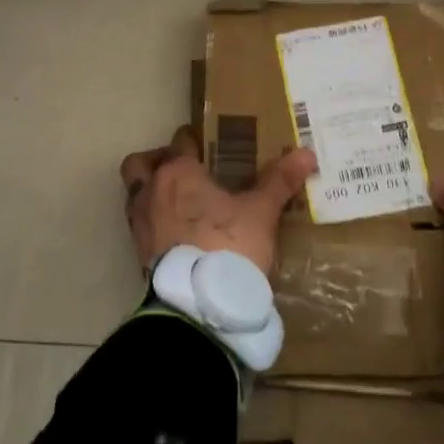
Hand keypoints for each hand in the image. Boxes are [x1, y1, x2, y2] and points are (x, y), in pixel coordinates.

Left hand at [120, 126, 318, 272]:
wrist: (200, 304)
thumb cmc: (228, 244)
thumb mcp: (261, 212)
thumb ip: (279, 180)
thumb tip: (307, 153)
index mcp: (178, 172)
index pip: (180, 141)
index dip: (194, 140)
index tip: (208, 145)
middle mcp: (151, 190)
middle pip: (141, 163)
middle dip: (158, 161)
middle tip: (184, 170)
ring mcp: (140, 223)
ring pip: (136, 194)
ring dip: (153, 193)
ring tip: (182, 204)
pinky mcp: (139, 253)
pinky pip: (141, 225)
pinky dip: (155, 222)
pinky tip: (179, 233)